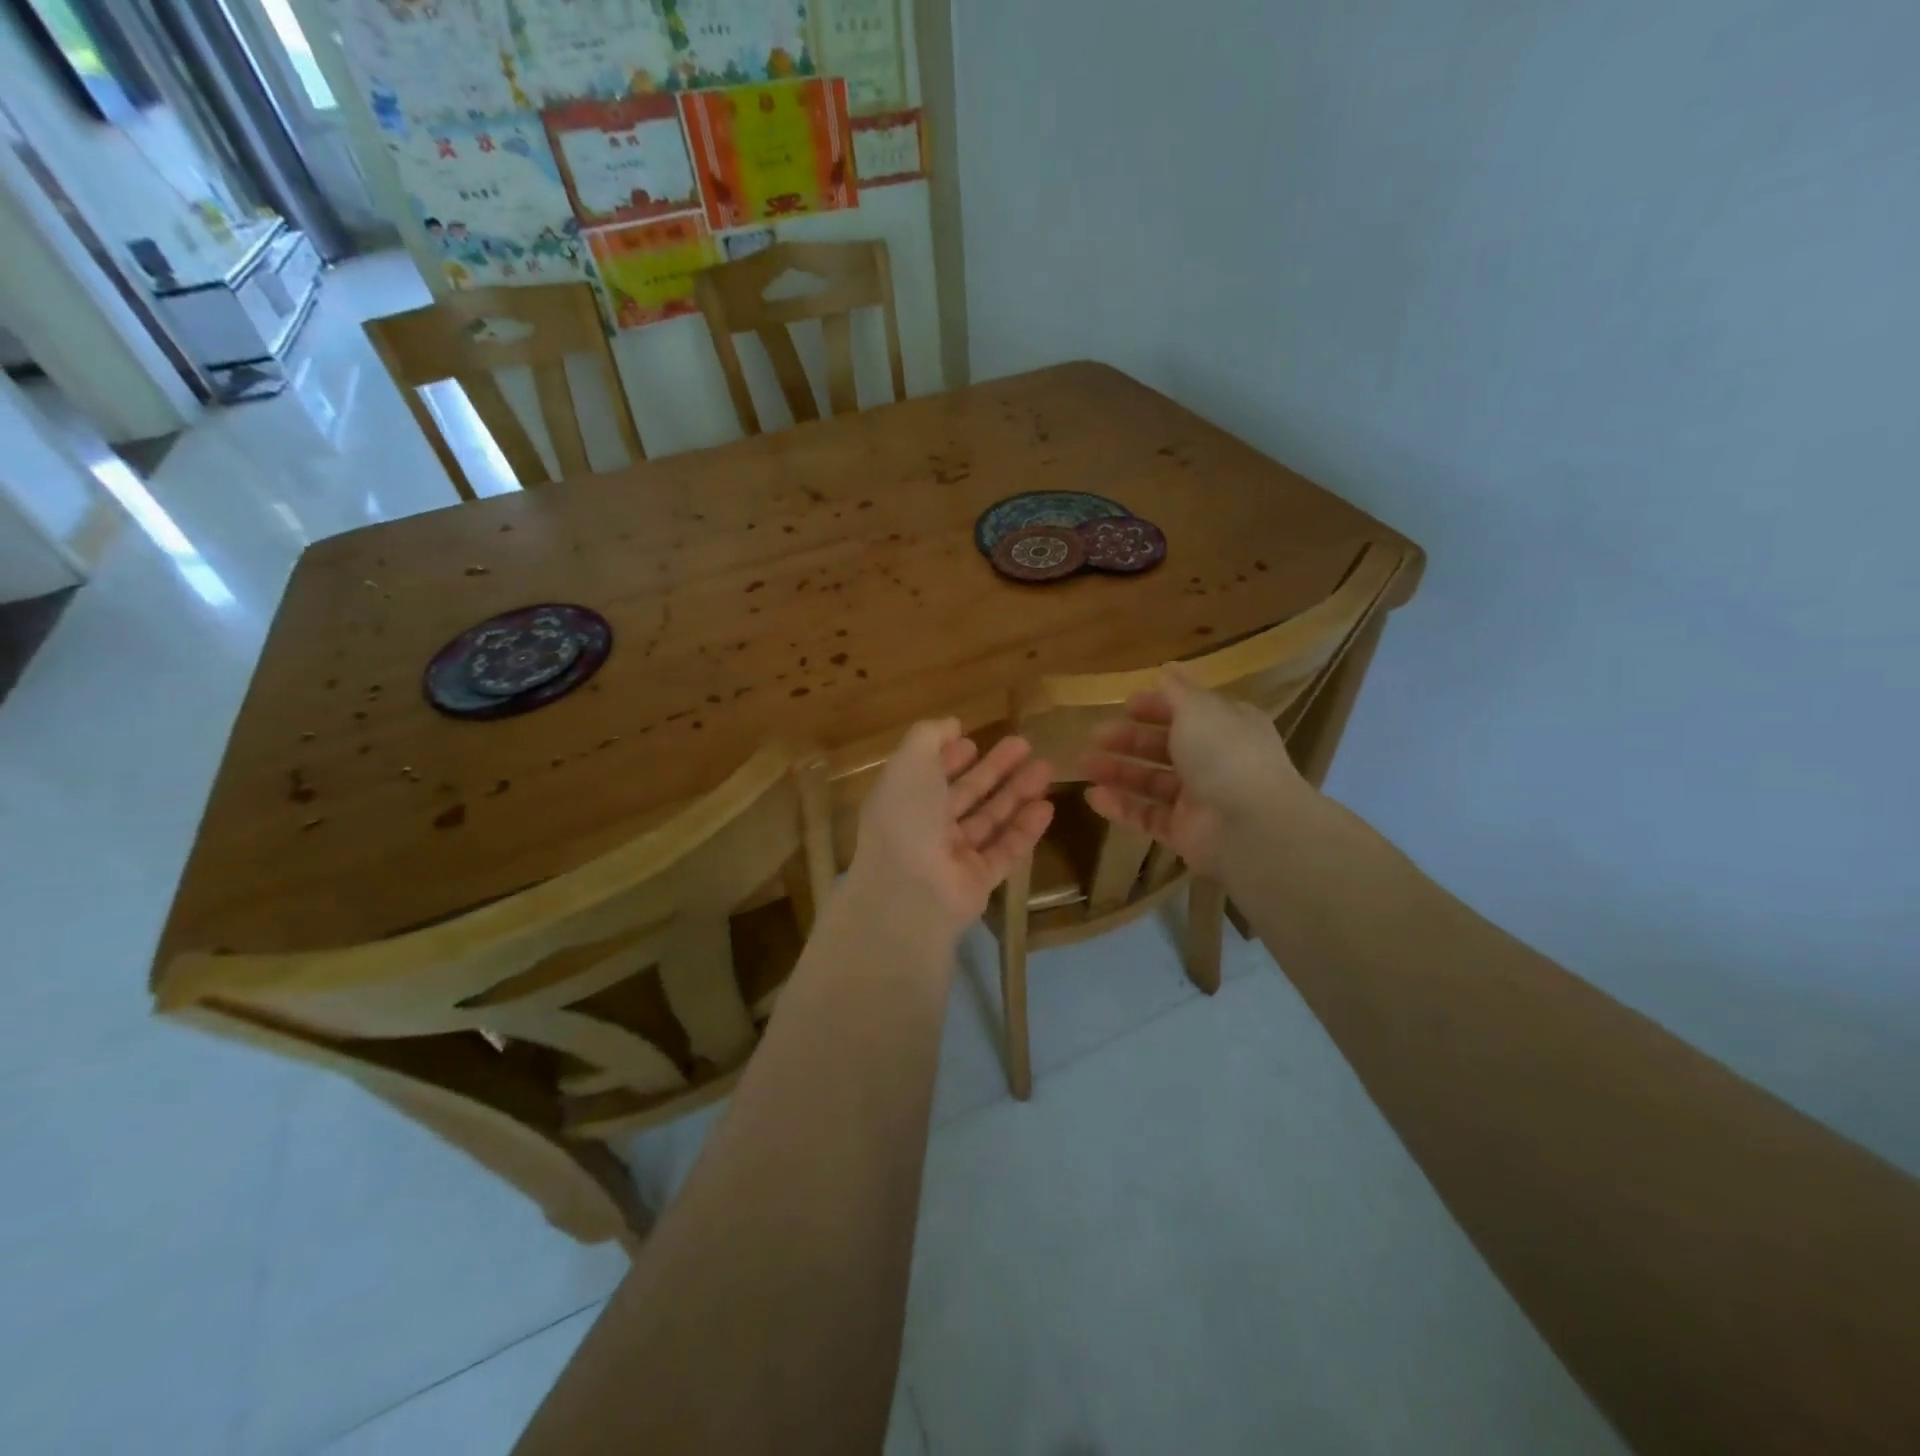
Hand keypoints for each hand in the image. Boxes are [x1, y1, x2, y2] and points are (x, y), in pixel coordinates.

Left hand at [847, 720, 1054, 942]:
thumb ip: (929, 737)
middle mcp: (926, 828)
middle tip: (1026, 745)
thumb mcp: (910, 763)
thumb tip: (951, 724)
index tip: (974, 740)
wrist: (909, 893)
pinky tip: (1047, 807)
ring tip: (1047, 769)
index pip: (929, 774)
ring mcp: (953, 857)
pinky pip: (1005, 850)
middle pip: (966, 794)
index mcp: (903, 800)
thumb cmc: (907, 818)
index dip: (950, 757)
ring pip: (990, 819)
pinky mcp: (978, 881)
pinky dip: (1025, 829)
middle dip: (994, 769)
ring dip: (1016, 794)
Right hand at [1083, 666, 1307, 877]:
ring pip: (1151, 782)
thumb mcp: (1199, 709)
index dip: (1157, 707)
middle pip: (1165, 747)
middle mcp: (1214, 762)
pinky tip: (1093, 796)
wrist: (1249, 827)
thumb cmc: (1224, 755)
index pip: (1189, 712)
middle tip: (1095, 735)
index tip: (1125, 705)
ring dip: (1118, 771)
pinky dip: (1120, 806)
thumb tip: (1167, 668)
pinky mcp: (1182, 832)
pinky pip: (1146, 816)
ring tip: (1084, 764)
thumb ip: (1177, 691)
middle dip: (1129, 740)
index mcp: (1226, 727)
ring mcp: (1198, 799)